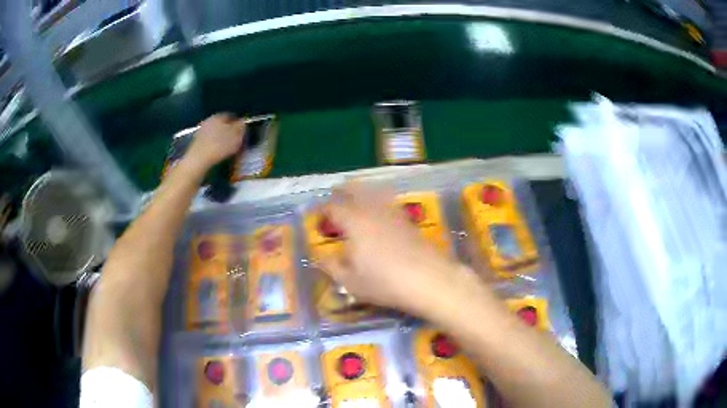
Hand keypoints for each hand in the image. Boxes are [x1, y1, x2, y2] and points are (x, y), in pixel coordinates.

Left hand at [183, 113, 245, 173]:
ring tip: (226, 148)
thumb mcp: (236, 136)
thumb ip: (241, 127)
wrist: (198, 159)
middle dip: (229, 131)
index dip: (238, 124)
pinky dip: (214, 145)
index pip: (231, 116)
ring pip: (215, 132)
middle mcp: (209, 120)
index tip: (242, 133)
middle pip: (222, 124)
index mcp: (219, 116)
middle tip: (235, 141)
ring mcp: (201, 131)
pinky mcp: (196, 142)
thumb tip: (243, 121)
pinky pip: (209, 141)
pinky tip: (217, 153)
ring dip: (220, 138)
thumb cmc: (219, 146)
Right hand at [318, 182, 474, 317]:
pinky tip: (380, 211)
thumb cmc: (384, 282)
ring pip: (375, 191)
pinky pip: (389, 201)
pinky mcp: (409, 220)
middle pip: (356, 189)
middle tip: (336, 192)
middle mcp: (373, 210)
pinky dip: (380, 199)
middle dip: (344, 189)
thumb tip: (319, 257)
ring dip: (363, 190)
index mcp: (354, 221)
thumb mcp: (350, 281)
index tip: (318, 215)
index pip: (333, 208)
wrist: (429, 279)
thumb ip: (332, 267)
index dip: (323, 210)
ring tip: (357, 196)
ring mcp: (393, 212)